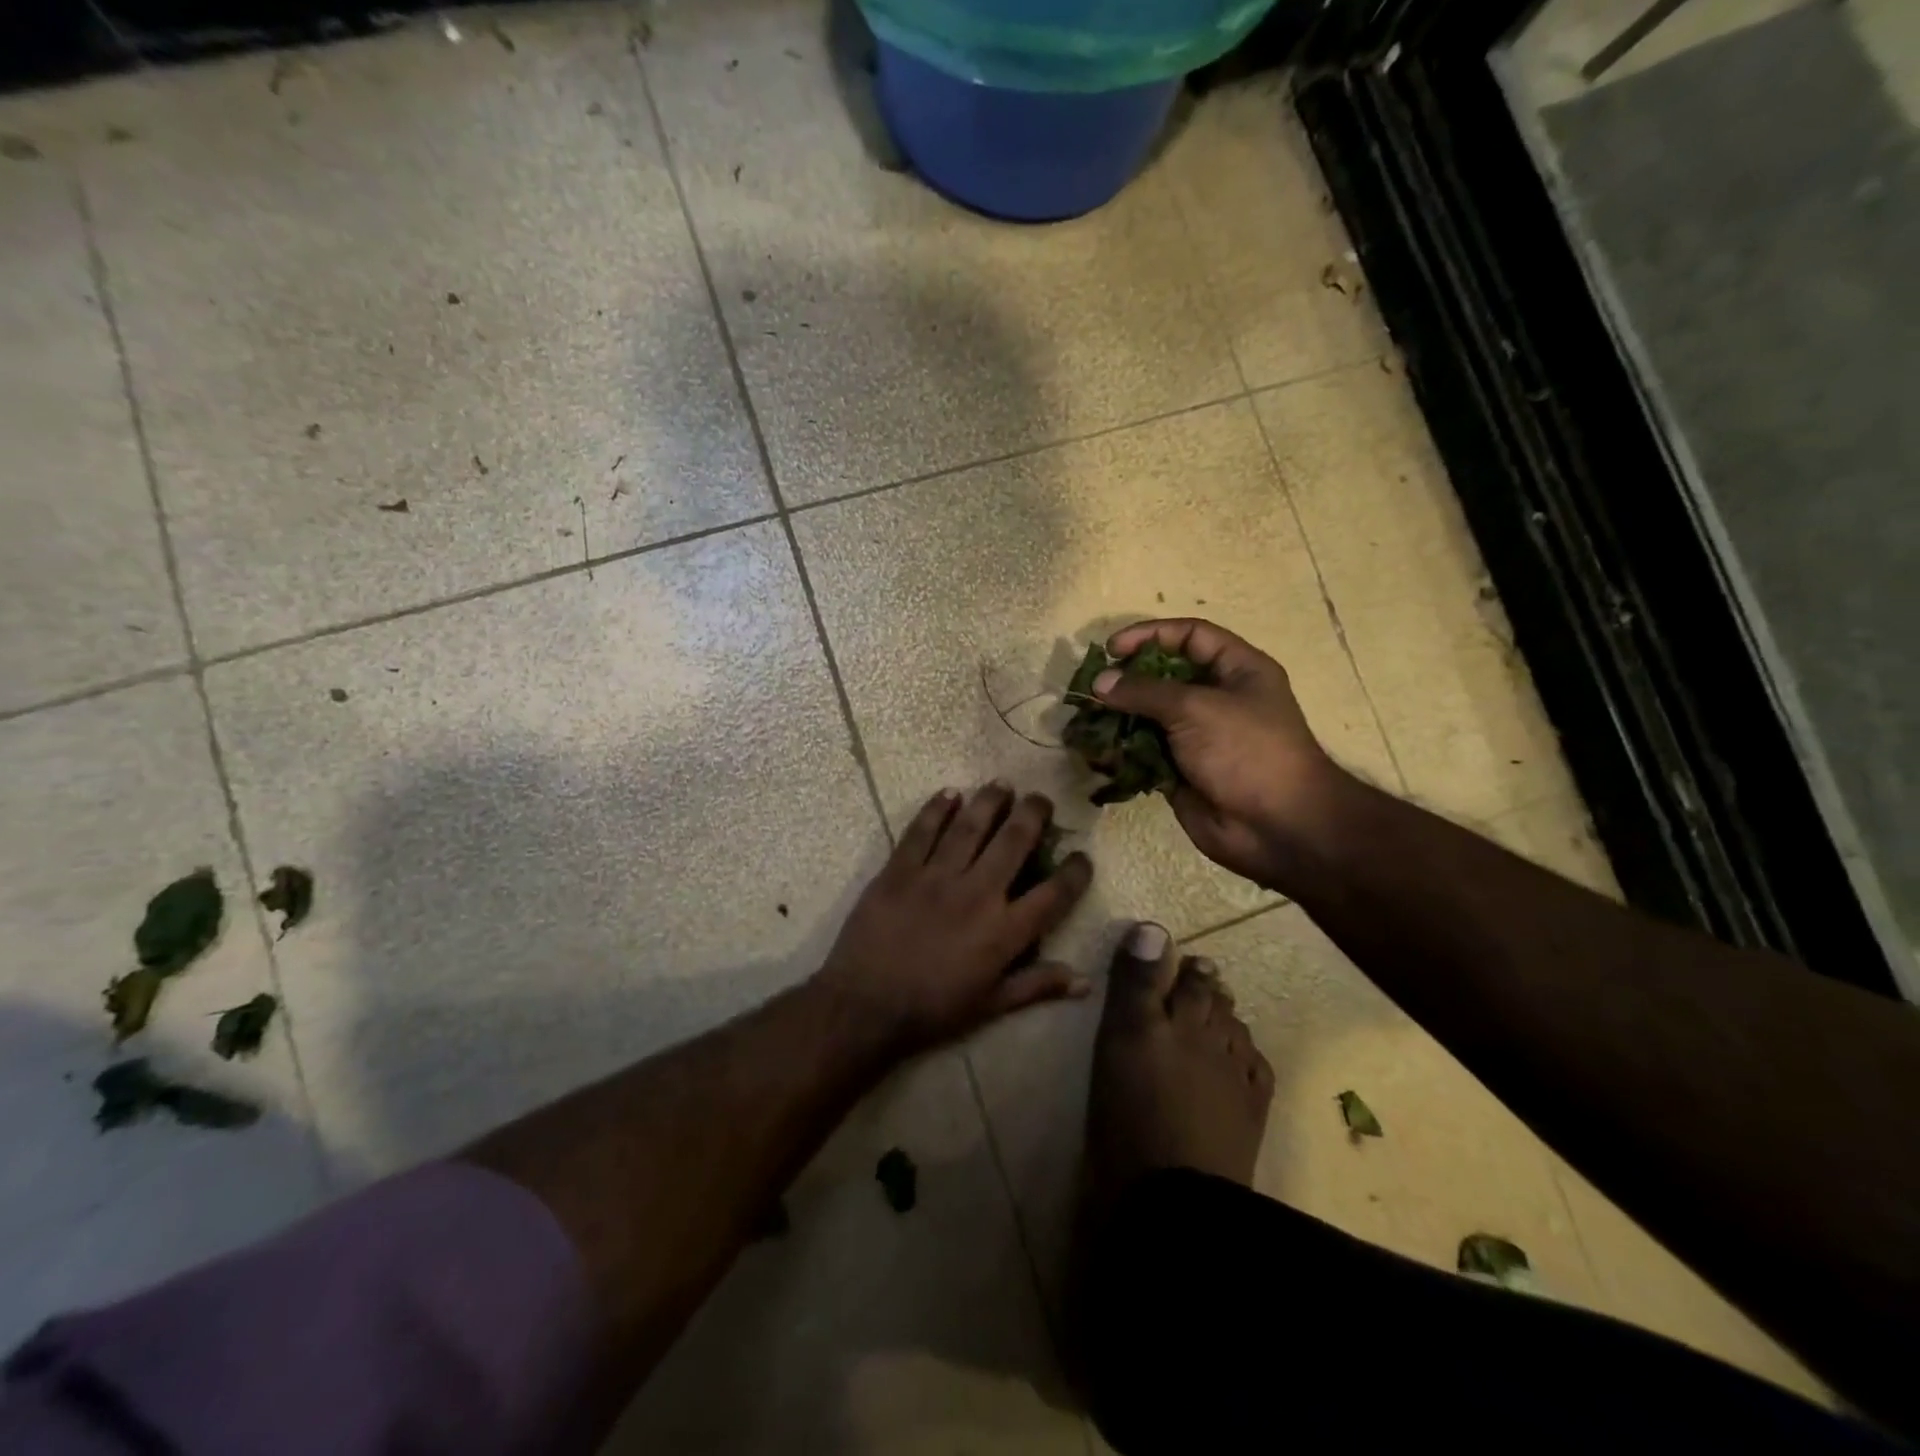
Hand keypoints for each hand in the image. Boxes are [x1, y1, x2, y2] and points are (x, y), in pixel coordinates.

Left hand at [814, 784, 1094, 1056]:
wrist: (865, 1006)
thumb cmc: (932, 1010)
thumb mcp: (991, 1006)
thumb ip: (1037, 986)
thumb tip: (1085, 982)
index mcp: (1004, 931)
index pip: (1053, 894)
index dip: (1075, 872)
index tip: (1082, 855)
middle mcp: (976, 893)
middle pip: (1013, 842)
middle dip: (1033, 814)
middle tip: (1041, 798)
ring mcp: (936, 877)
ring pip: (970, 826)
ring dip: (989, 801)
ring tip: (1002, 784)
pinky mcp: (899, 870)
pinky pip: (922, 831)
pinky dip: (936, 809)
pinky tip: (949, 793)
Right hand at [1093, 619, 1344, 886]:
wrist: (1277, 827)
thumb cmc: (1246, 751)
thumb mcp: (1196, 708)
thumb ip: (1144, 691)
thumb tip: (1099, 681)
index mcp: (1237, 670)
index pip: (1190, 636)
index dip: (1150, 635)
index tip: (1111, 648)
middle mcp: (1217, 699)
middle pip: (1163, 677)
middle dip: (1126, 681)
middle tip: (1091, 688)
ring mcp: (1197, 737)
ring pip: (1148, 718)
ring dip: (1117, 719)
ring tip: (1085, 722)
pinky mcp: (1180, 770)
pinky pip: (1144, 753)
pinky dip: (1121, 752)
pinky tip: (1098, 754)